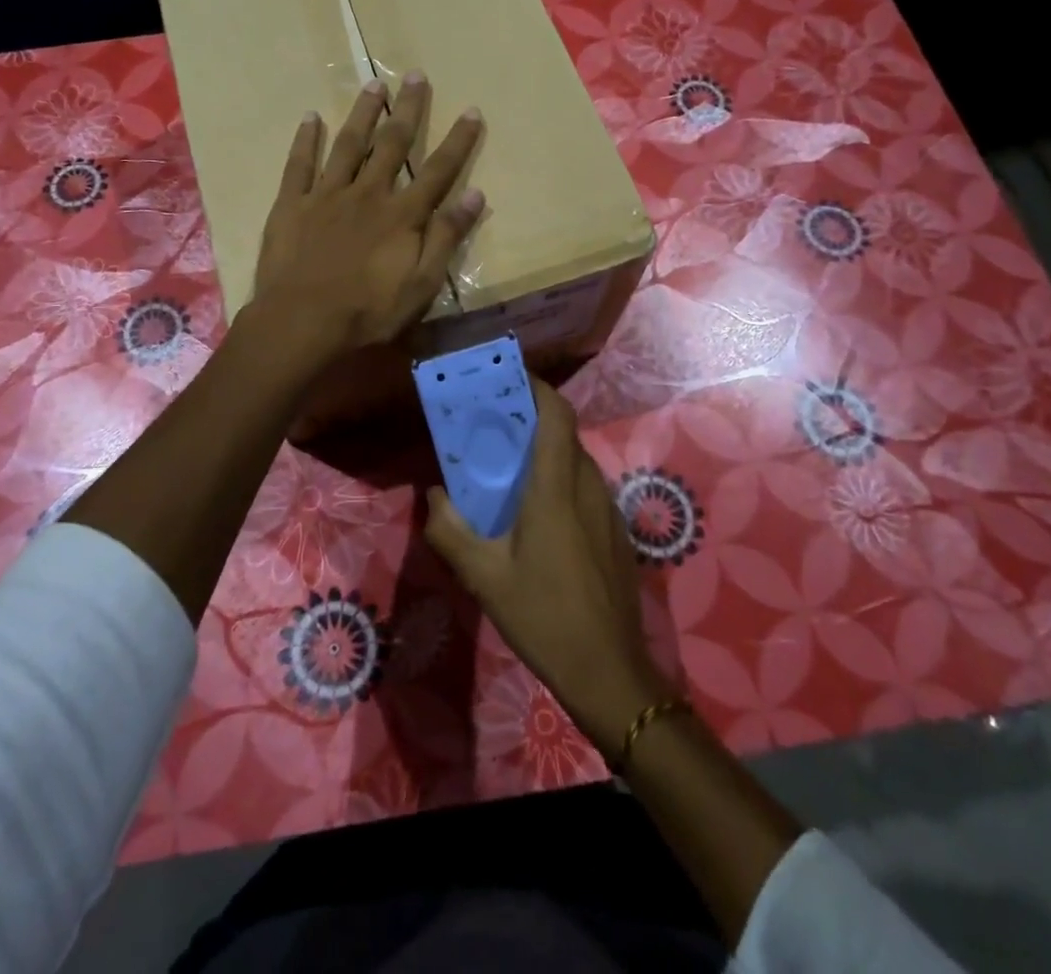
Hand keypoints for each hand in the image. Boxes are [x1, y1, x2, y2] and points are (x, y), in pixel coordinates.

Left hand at [250, 72, 483, 369]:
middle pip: (392, 144)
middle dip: (408, 109)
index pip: (438, 171)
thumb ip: (446, 238)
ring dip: (362, 113)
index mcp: (401, 215)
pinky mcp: (292, 204)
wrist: (302, 321)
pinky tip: (310, 117)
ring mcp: (327, 195)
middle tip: (416, 75)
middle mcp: (368, 193)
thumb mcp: (421, 285)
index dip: (457, 141)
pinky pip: (299, 164)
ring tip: (373, 84)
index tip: (471, 111)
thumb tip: (475, 195)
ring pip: (348, 144)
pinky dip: (305, 139)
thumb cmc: (367, 311)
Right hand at [424, 378, 671, 753]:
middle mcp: (588, 488)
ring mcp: (608, 510)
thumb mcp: (484, 577)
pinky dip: (561, 480)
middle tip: (494, 426)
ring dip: (546, 452)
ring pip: (576, 462)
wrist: (610, 672)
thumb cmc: (544, 617)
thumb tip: (434, 495)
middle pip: (564, 434)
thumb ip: (451, 530)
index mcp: (557, 489)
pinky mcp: (616, 532)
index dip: (537, 388)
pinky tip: (538, 514)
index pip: (556, 416)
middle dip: (532, 419)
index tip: (509, 378)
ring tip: (509, 467)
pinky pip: (586, 488)